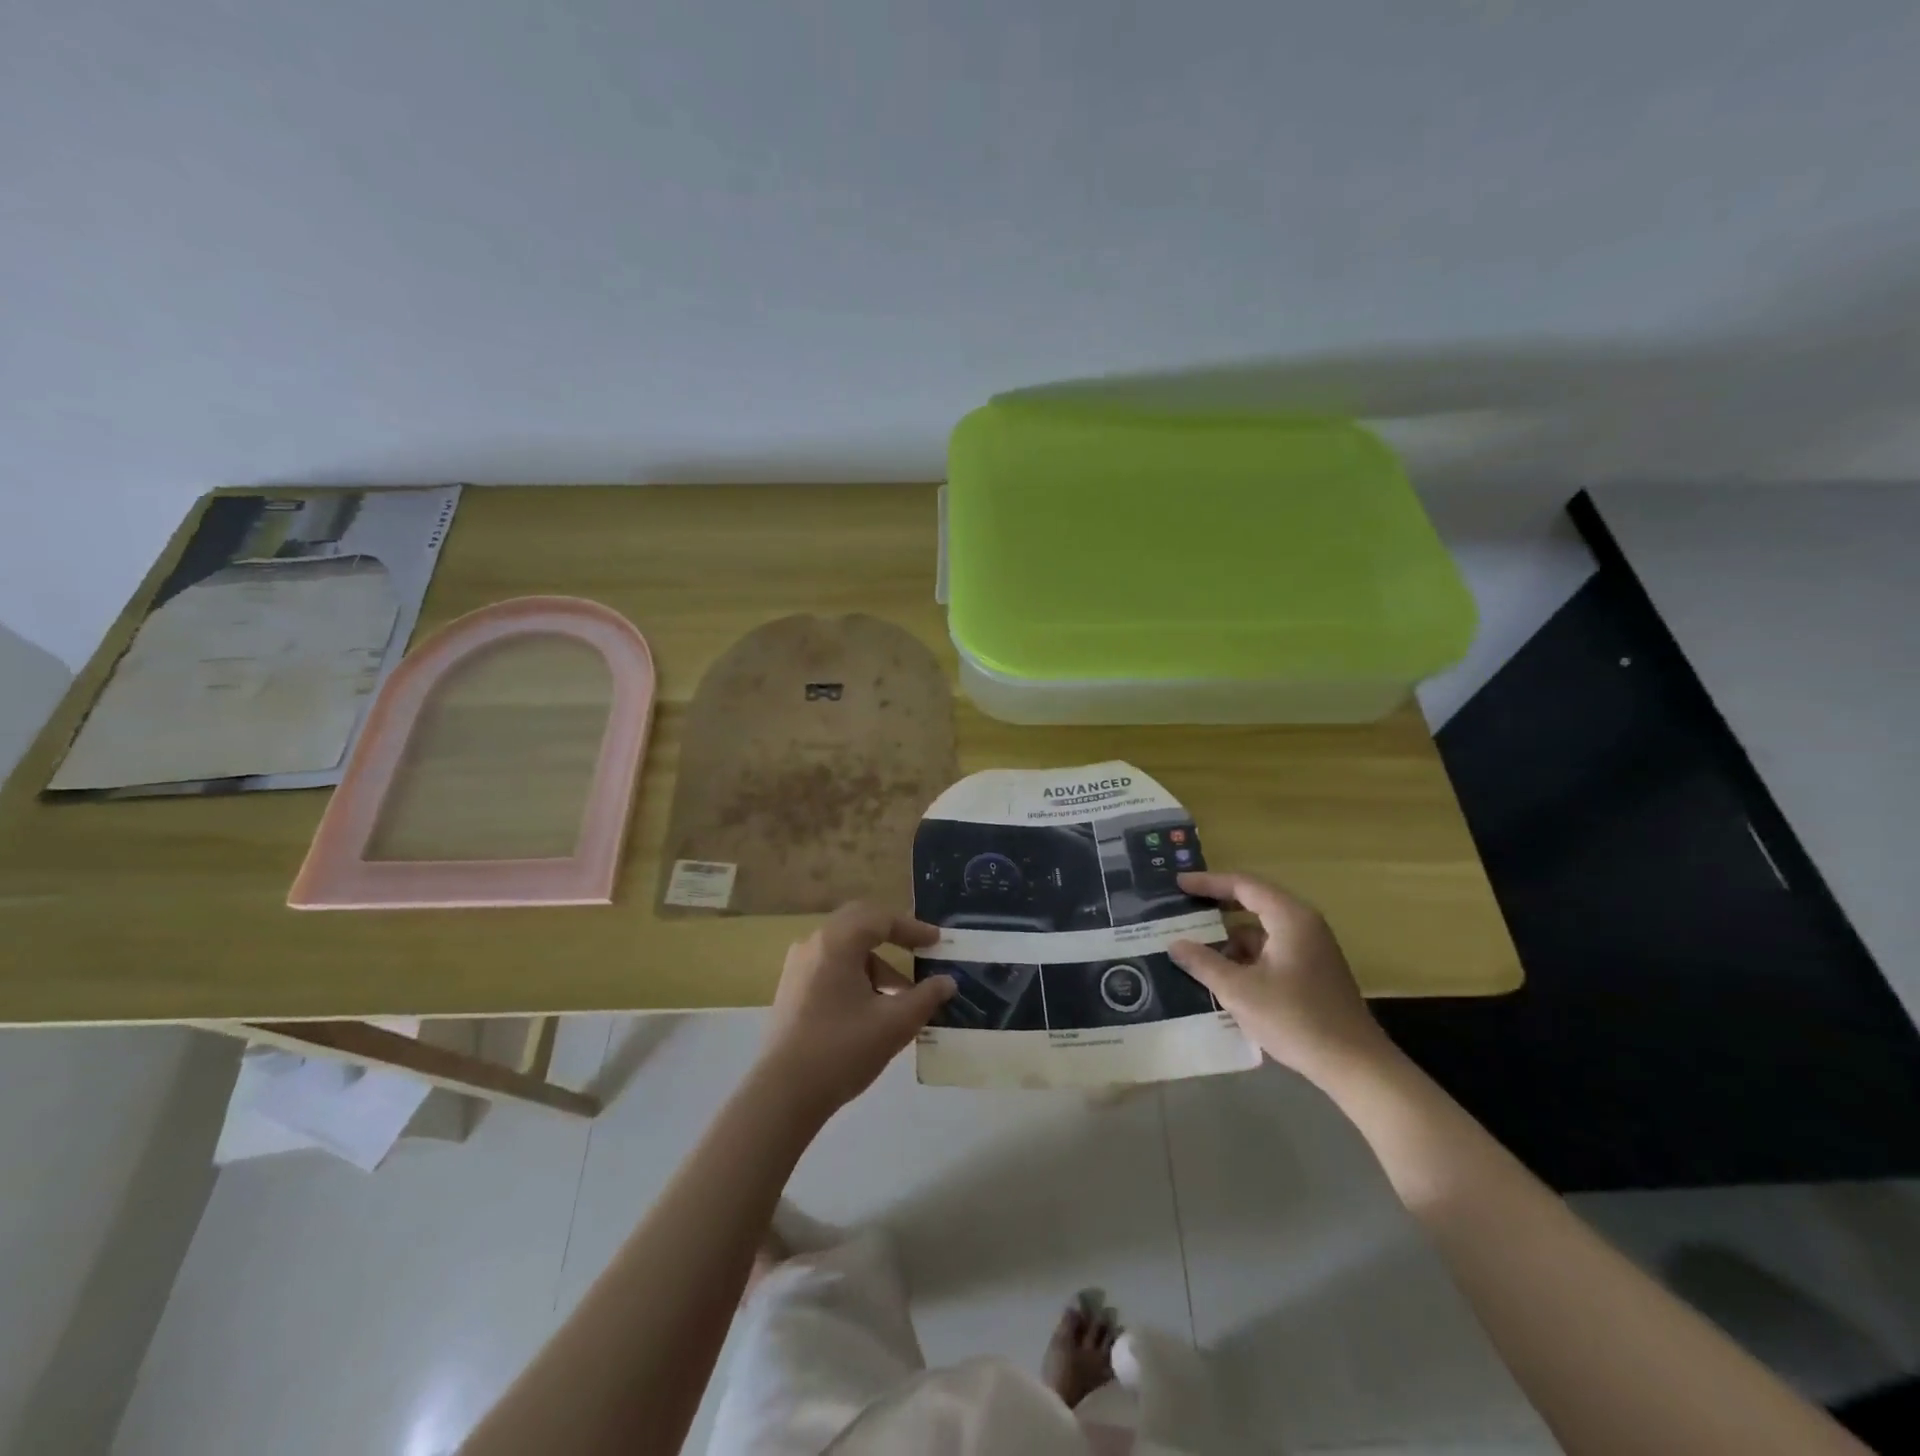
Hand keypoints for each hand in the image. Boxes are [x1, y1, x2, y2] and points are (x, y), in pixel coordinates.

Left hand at [759, 901, 953, 1119]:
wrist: (783, 1094)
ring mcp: (798, 967)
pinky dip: (856, 976)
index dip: (913, 928)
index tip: (937, 942)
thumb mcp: (895, 1023)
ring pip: (845, 950)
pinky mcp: (791, 991)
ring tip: (902, 997)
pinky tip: (872, 1009)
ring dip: (876, 964)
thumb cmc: (843, 1049)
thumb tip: (947, 982)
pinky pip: (830, 968)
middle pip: (859, 924)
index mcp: (837, 942)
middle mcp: (814, 944)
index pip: (881, 919)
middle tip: (919, 950)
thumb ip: (925, 997)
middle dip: (892, 937)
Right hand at [1169, 871, 1391, 1083]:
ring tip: (1195, 950)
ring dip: (1230, 939)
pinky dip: (1246, 957)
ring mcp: (1311, 949)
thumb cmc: (1295, 1019)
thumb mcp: (1239, 991)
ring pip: (1261, 931)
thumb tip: (1174, 944)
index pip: (1243, 885)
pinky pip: (1271, 951)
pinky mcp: (1313, 972)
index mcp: (1290, 918)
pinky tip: (1224, 977)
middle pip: (1253, 903)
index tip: (1178, 885)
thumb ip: (1204, 963)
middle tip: (1183, 910)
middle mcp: (1303, 925)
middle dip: (1217, 908)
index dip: (1208, 882)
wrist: (1355, 1066)